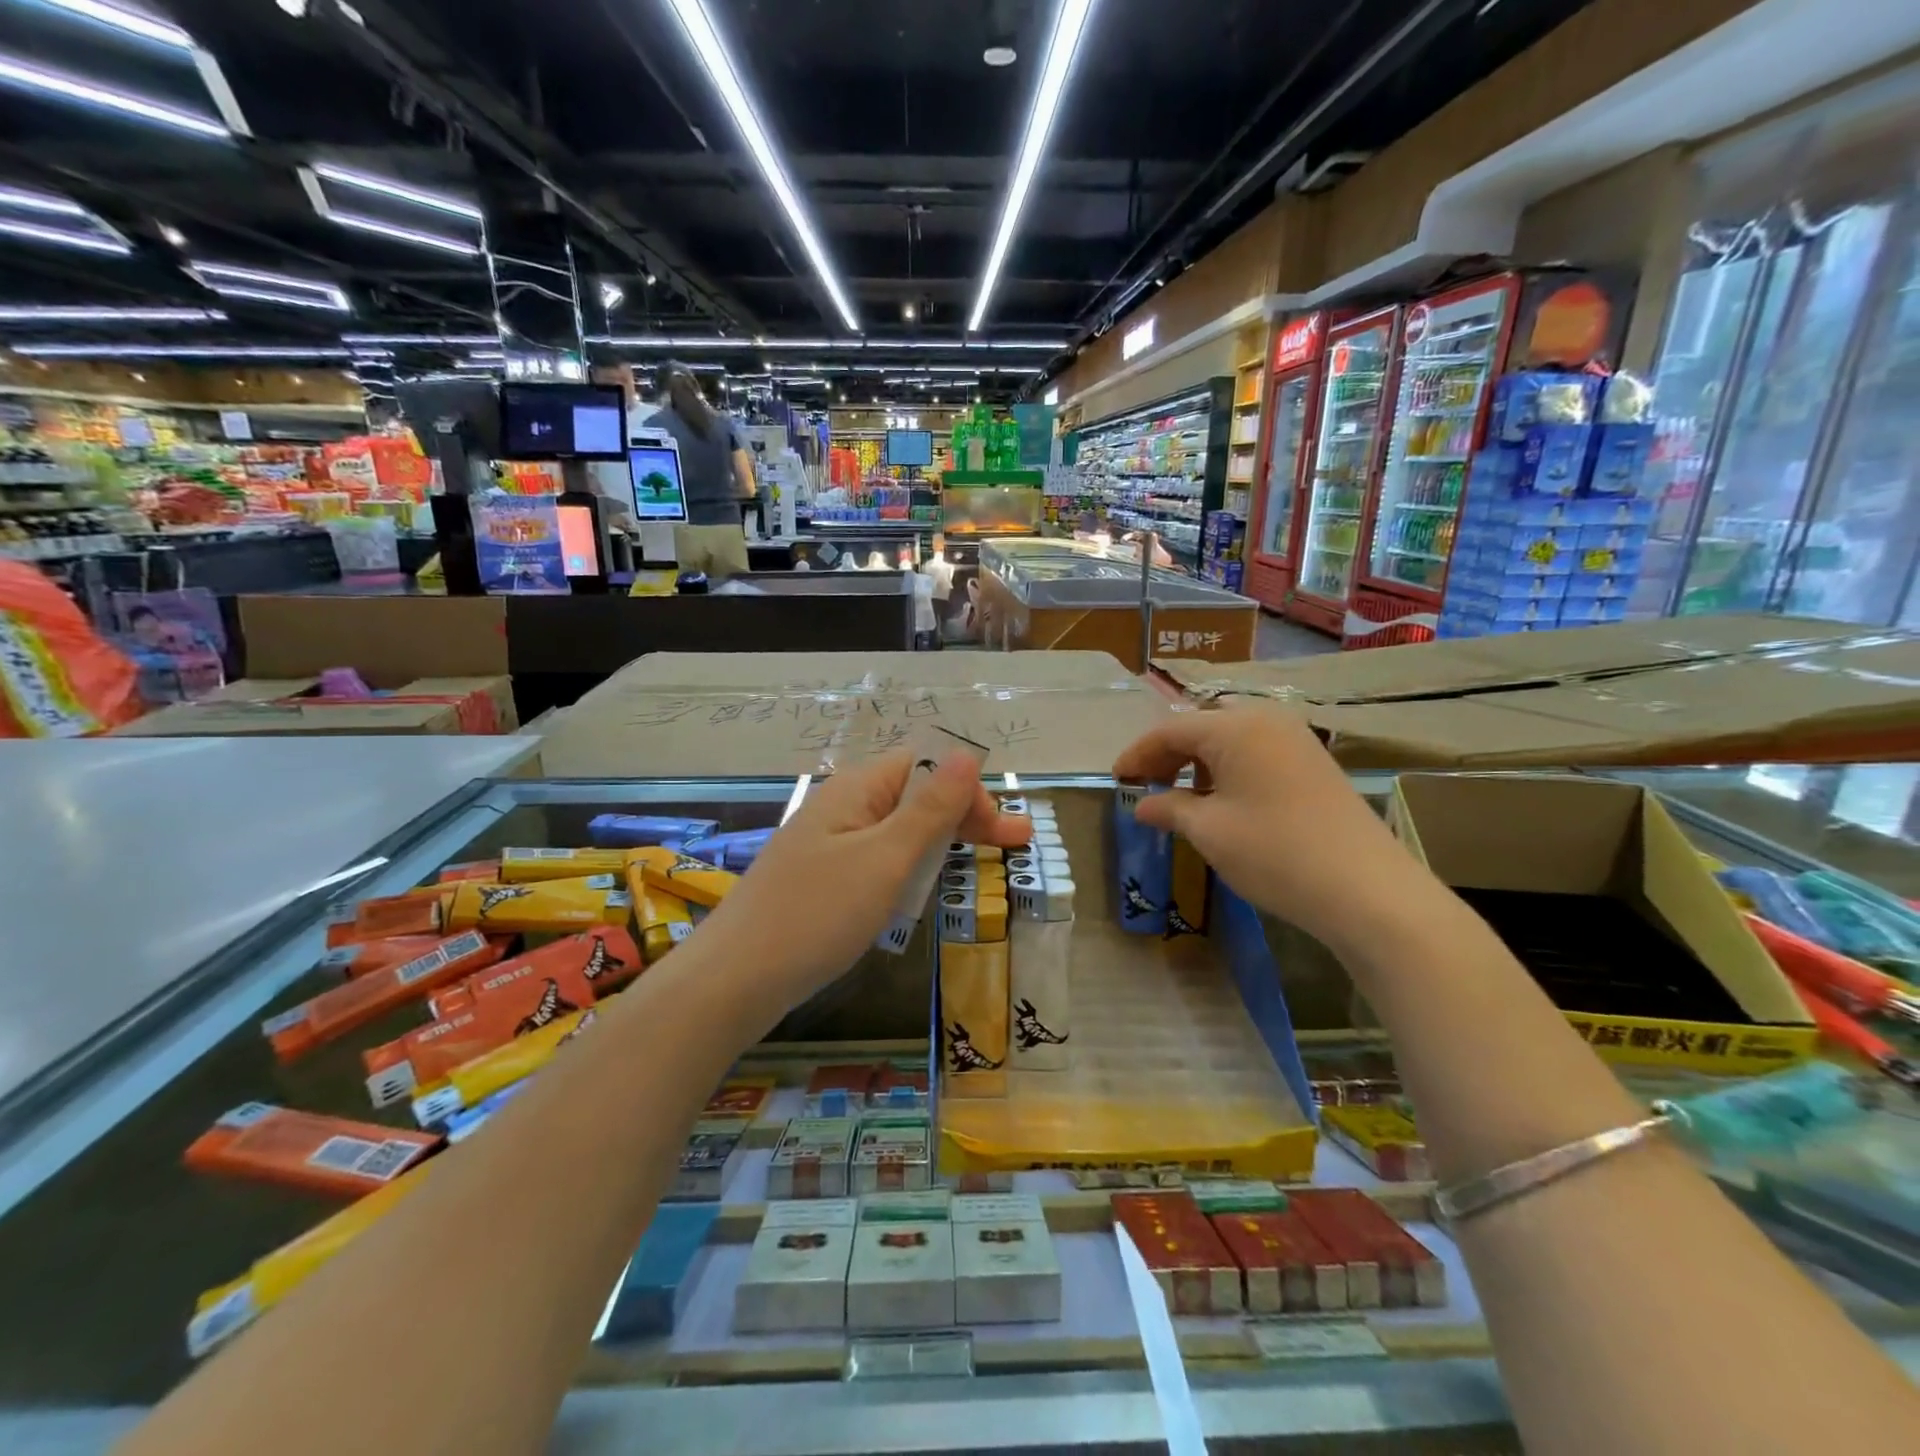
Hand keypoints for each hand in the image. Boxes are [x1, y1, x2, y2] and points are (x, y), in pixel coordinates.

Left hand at [693, 749, 1029, 1004]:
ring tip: (978, 862)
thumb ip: (930, 809)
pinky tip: (921, 888)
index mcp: (856, 790)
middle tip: (1015, 848)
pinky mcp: (821, 880)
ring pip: (897, 830)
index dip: (969, 791)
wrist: (734, 981)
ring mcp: (828, 845)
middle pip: (915, 796)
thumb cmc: (817, 914)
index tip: (1003, 834)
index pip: (926, 767)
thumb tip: (966, 754)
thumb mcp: (885, 859)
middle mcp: (842, 808)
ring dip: (940, 842)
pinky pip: (876, 860)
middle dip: (965, 817)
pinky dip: (908, 868)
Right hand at [1111, 706, 1425, 948]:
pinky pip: (1256, 754)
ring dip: (1198, 763)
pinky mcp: (1313, 764)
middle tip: (1145, 786)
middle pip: (1202, 727)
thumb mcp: (1209, 831)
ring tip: (1180, 797)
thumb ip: (1169, 809)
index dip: (1138, 754)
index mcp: (1236, 727)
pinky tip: (1221, 802)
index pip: (1171, 730)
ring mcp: (1296, 740)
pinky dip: (1228, 771)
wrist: (1367, 890)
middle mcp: (1266, 720)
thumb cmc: (1275, 852)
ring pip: (1230, 740)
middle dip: (1168, 754)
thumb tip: (1142, 805)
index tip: (1116, 780)